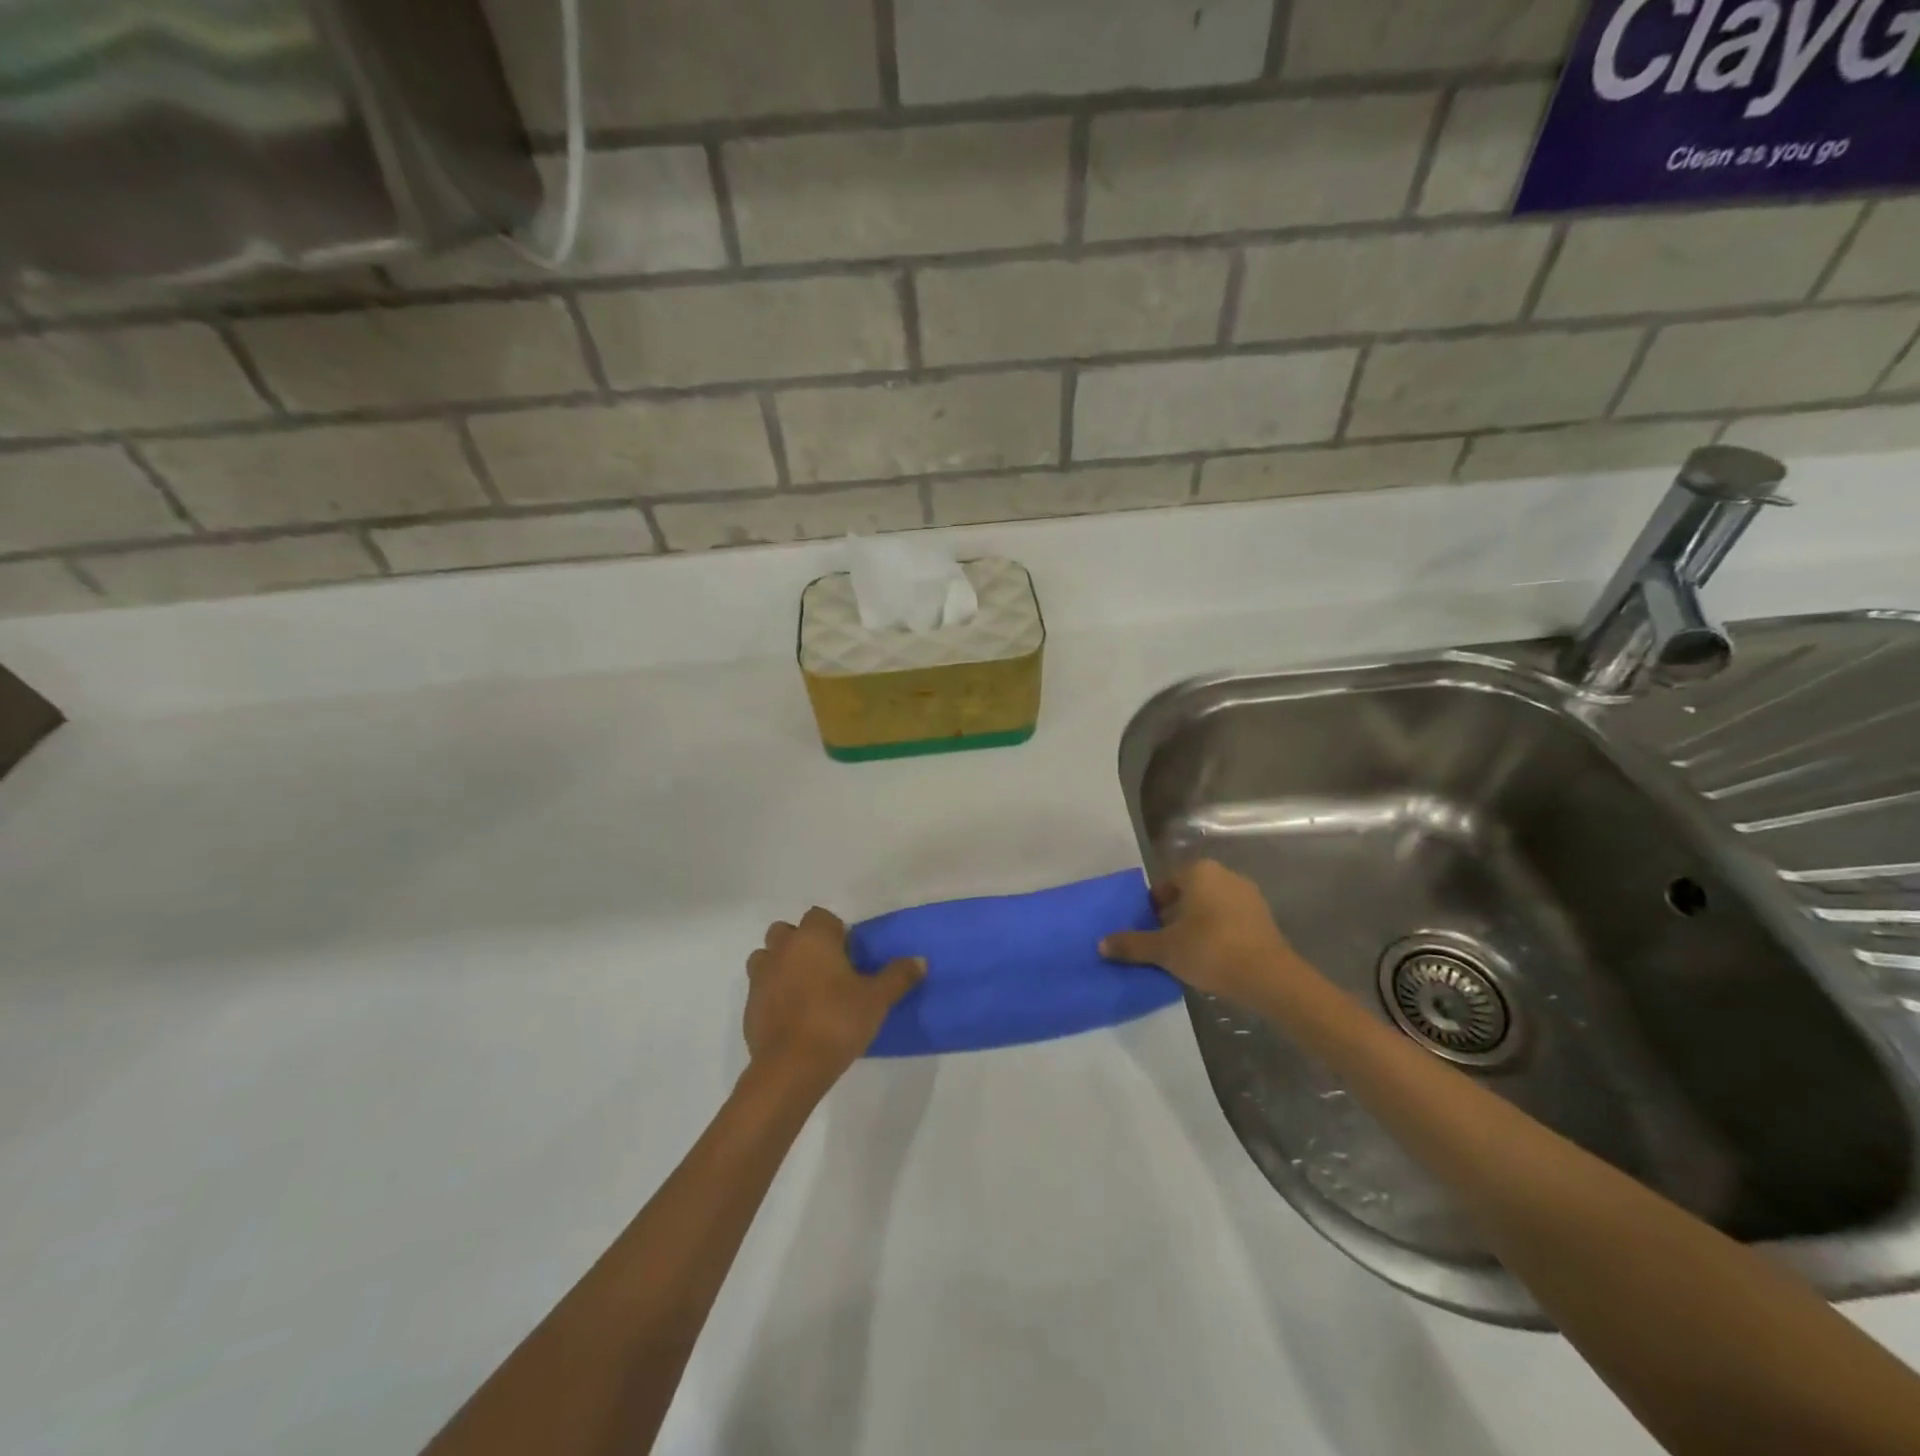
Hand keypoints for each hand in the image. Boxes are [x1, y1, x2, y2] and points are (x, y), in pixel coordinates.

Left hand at [745, 907, 924, 1087]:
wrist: (790, 1068)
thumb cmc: (837, 1021)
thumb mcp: (877, 999)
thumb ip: (898, 976)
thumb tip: (920, 960)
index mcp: (813, 938)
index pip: (820, 916)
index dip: (835, 931)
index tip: (849, 955)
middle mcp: (782, 949)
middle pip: (787, 932)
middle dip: (803, 943)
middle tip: (827, 969)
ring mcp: (760, 977)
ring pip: (767, 957)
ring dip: (782, 965)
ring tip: (806, 989)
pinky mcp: (749, 1006)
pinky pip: (761, 988)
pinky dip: (773, 993)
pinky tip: (793, 1016)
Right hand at [1101, 860, 1311, 1008]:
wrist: (1270, 978)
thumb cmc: (1210, 951)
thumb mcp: (1164, 950)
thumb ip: (1132, 944)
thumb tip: (1101, 944)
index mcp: (1198, 872)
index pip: (1165, 883)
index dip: (1153, 907)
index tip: (1149, 930)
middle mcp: (1224, 875)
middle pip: (1188, 894)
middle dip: (1174, 916)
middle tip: (1165, 943)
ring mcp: (1248, 895)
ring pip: (1210, 907)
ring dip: (1197, 925)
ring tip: (1187, 954)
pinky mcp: (1264, 918)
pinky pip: (1230, 920)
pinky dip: (1218, 934)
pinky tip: (1213, 959)